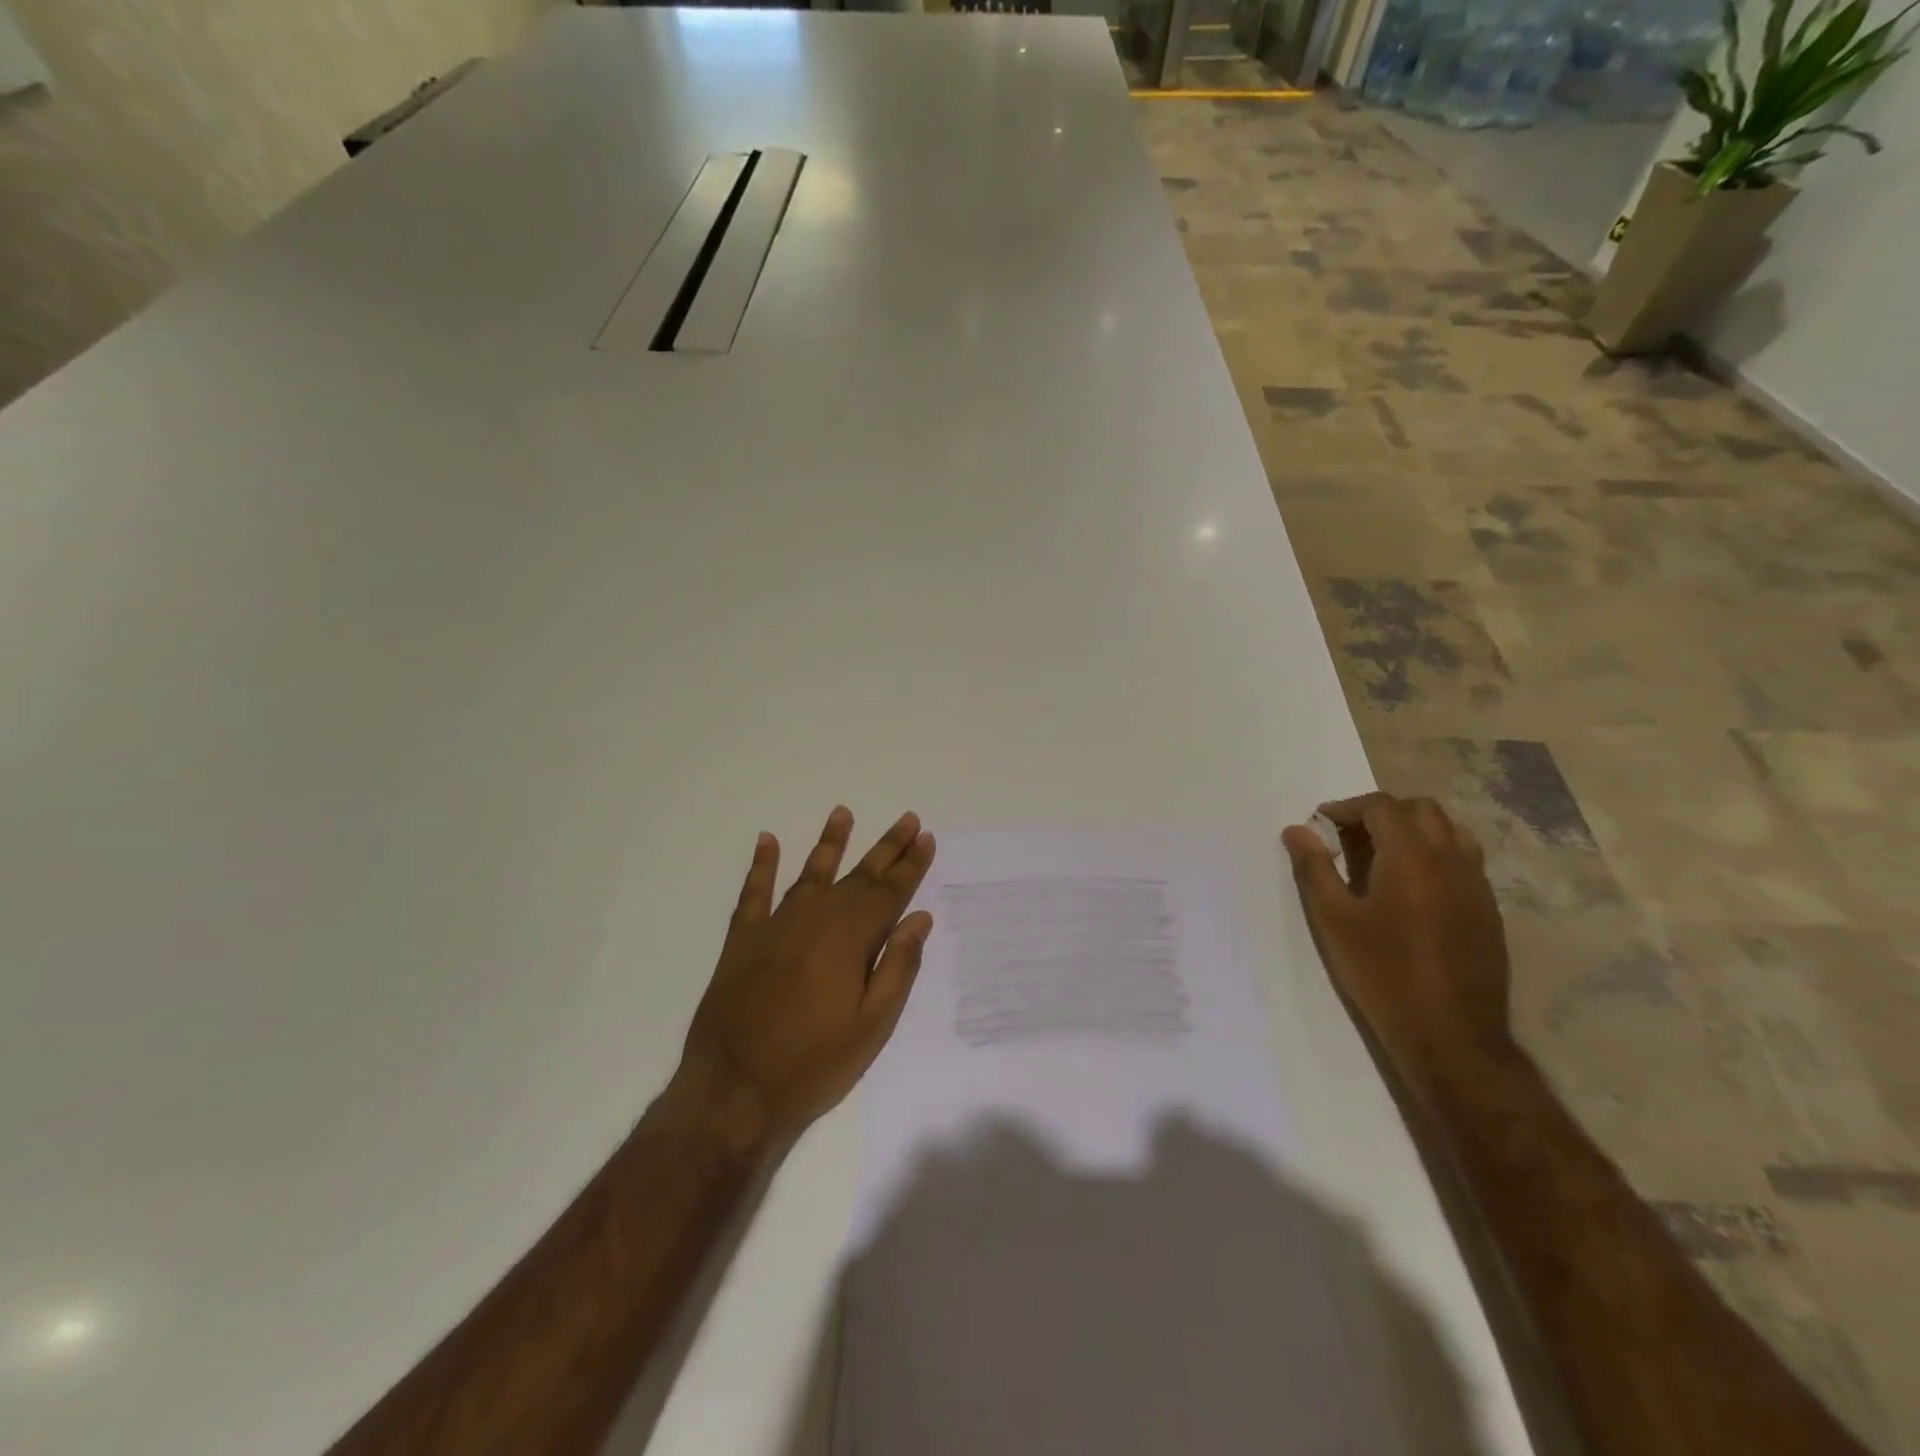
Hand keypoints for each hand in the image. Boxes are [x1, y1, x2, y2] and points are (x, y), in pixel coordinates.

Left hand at [674, 806, 936, 1153]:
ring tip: (843, 813)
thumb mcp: (871, 1026)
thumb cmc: (813, 1064)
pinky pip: (754, 891)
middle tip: (907, 819)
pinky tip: (767, 841)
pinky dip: (761, 864)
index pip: (890, 891)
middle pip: (858, 875)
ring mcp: (776, 925)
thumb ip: (898, 967)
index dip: (911, 864)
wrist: (734, 1090)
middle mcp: (816, 919)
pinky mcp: (743, 939)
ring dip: (830, 842)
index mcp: (851, 939)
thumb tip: (919, 919)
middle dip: (887, 847)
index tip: (927, 838)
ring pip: (810, 872)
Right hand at [1282, 793, 1515, 1104]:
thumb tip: (1297, 830)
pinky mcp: (1488, 910)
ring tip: (1382, 857)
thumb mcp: (1334, 919)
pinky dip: (1436, 855)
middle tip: (1350, 837)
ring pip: (1451, 831)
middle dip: (1383, 813)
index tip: (1321, 823)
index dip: (1348, 807)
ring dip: (1414, 830)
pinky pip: (1464, 860)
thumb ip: (1314, 868)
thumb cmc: (1382, 973)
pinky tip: (1411, 889)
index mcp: (1411, 857)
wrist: (1450, 1035)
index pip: (1382, 806)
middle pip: (1422, 809)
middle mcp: (1451, 860)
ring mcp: (1477, 885)